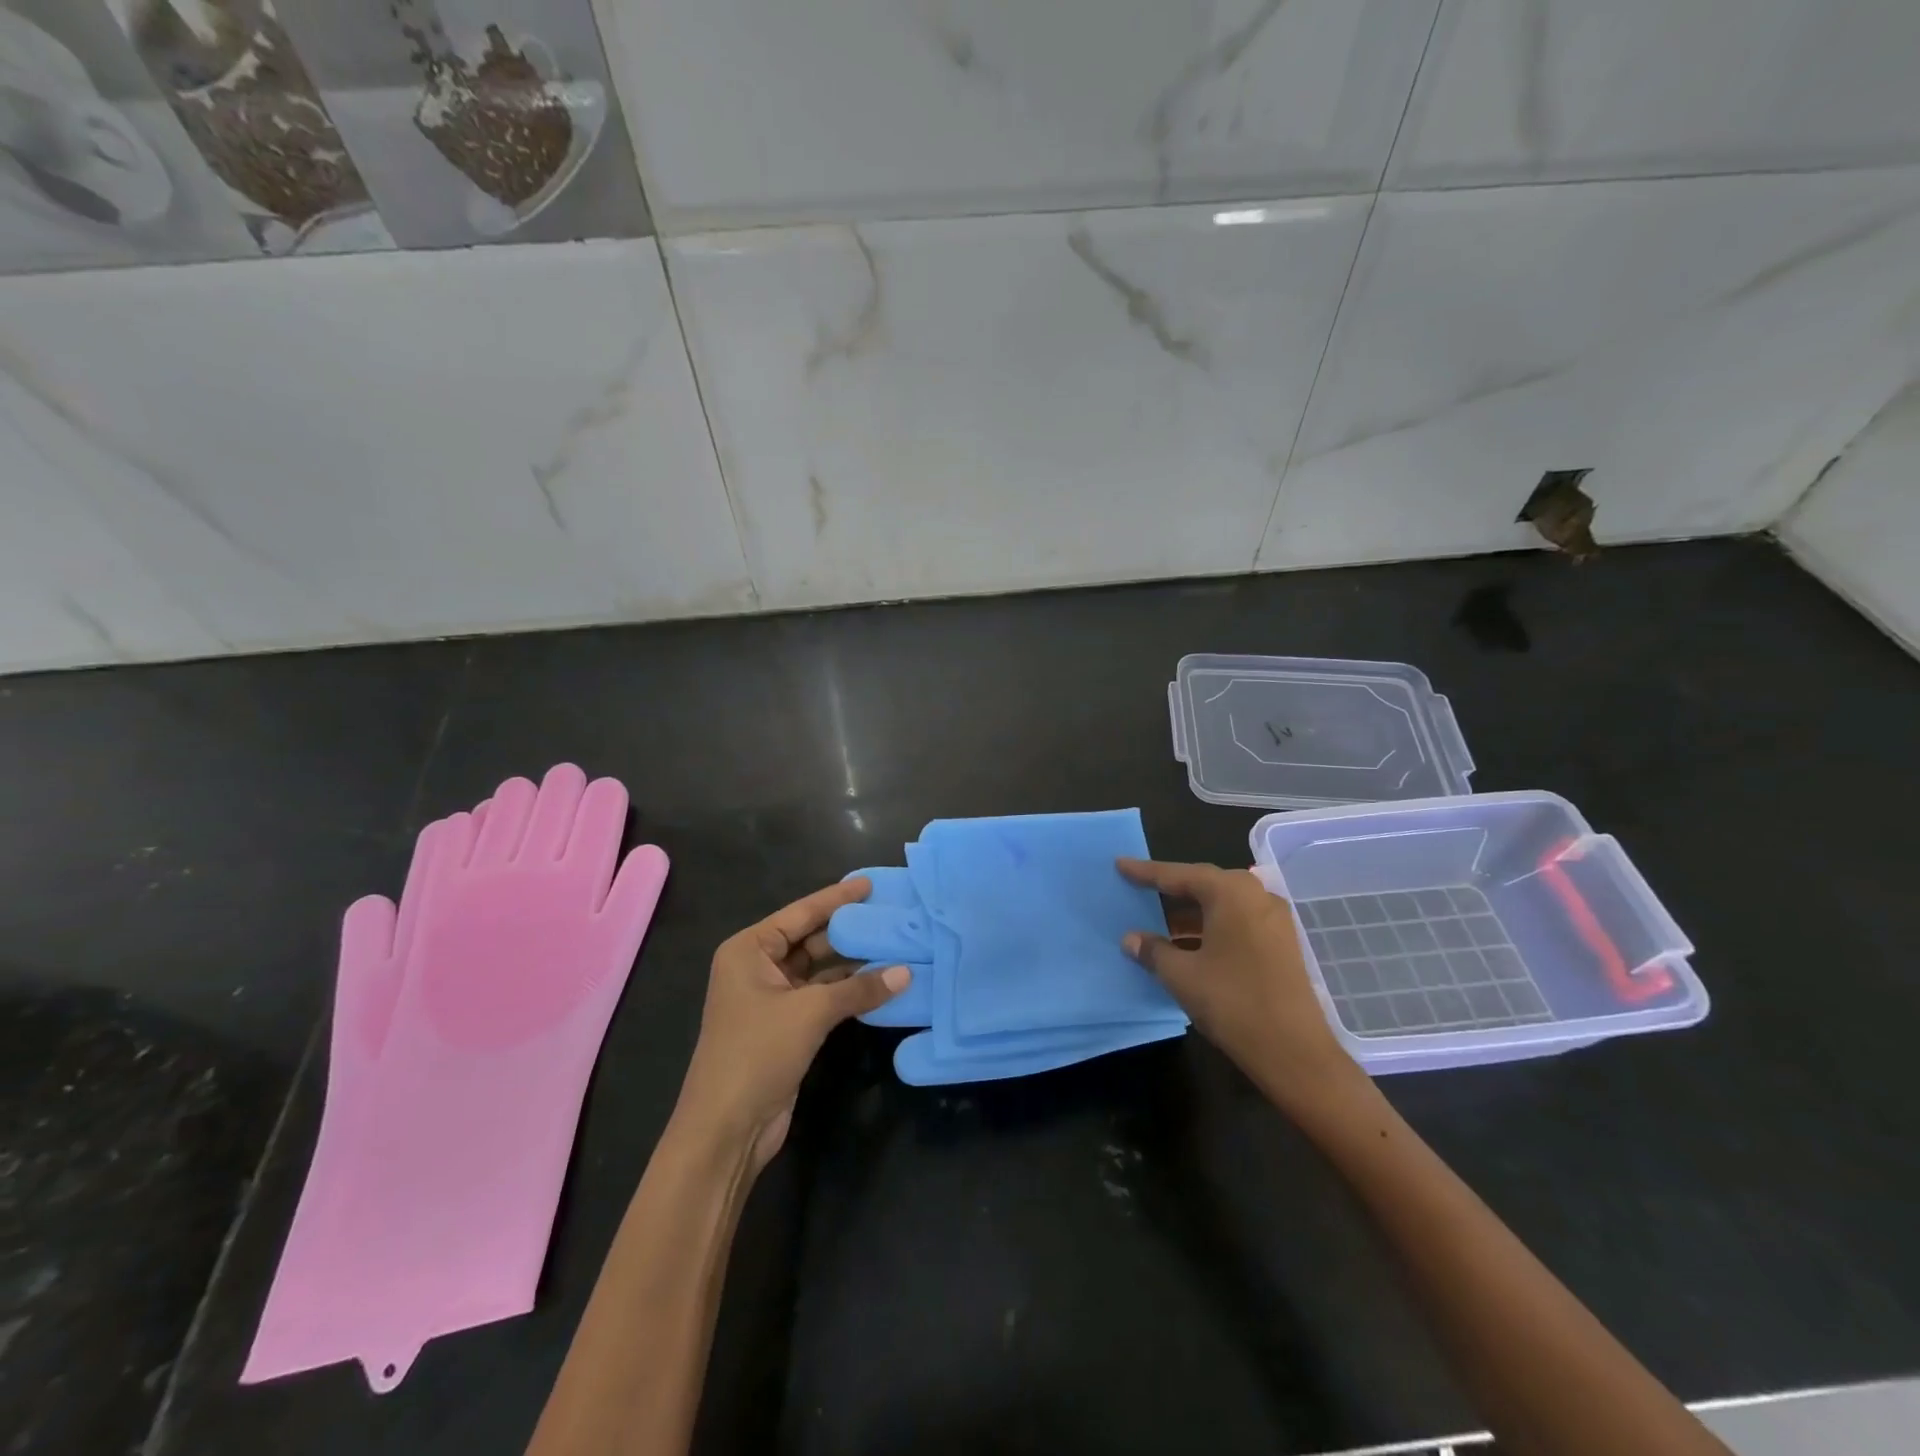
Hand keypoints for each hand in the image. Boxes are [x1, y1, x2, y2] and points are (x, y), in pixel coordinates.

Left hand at [676, 877, 909, 1169]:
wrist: (726, 1129)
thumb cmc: (757, 1053)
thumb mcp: (810, 1013)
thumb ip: (859, 988)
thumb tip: (906, 972)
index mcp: (749, 949)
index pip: (801, 913)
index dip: (837, 898)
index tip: (869, 883)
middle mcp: (757, 967)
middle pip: (810, 939)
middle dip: (849, 931)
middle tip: (892, 915)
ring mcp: (771, 998)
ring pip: (819, 969)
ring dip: (853, 963)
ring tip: (895, 944)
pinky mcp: (785, 1026)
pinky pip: (822, 996)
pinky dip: (848, 990)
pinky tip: (881, 982)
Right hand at [1118, 858, 1360, 1114]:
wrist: (1295, 1052)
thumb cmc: (1232, 1002)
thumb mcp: (1181, 975)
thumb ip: (1153, 950)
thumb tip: (1131, 938)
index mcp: (1230, 892)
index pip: (1179, 875)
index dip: (1146, 872)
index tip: (1120, 864)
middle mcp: (1256, 895)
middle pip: (1204, 884)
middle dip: (1171, 890)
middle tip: (1139, 889)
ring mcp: (1274, 919)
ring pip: (1222, 905)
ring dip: (1191, 913)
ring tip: (1159, 923)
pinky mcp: (1282, 943)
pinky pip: (1237, 922)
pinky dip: (1211, 927)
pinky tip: (1190, 945)